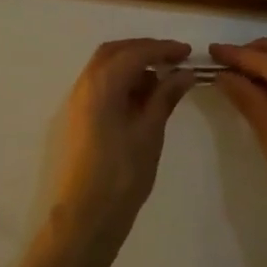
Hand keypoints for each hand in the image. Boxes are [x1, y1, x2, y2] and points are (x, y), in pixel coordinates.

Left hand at [47, 39, 194, 248]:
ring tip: (163, 82)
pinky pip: (102, 85)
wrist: (86, 217)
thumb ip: (165, 96)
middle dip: (145, 50)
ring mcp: (79, 101)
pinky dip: (123, 82)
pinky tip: (144, 99)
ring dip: (134, 65)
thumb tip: (183, 73)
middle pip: (115, 52)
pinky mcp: (80, 117)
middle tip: (173, 60)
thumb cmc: (122, 174)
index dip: (163, 48)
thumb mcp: (150, 132)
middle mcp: (85, 84)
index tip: (188, 53)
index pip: (135, 52)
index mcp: (102, 83)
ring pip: (106, 67)